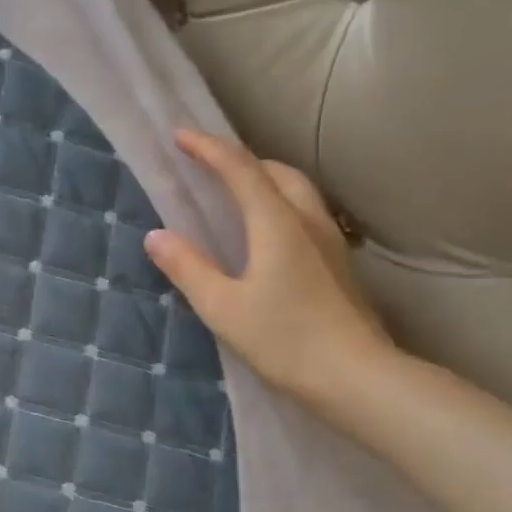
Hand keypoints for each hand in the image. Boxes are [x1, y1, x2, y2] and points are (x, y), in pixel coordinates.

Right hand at [144, 130, 392, 405]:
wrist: (356, 376)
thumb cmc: (284, 340)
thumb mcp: (223, 307)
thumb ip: (188, 268)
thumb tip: (155, 236)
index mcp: (276, 223)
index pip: (239, 170)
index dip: (208, 149)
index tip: (180, 136)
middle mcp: (307, 220)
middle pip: (276, 171)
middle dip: (240, 160)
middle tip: (208, 166)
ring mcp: (329, 241)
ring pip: (297, 190)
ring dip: (264, 179)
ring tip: (236, 193)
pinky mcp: (338, 263)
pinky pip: (305, 212)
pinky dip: (279, 203)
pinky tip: (267, 232)